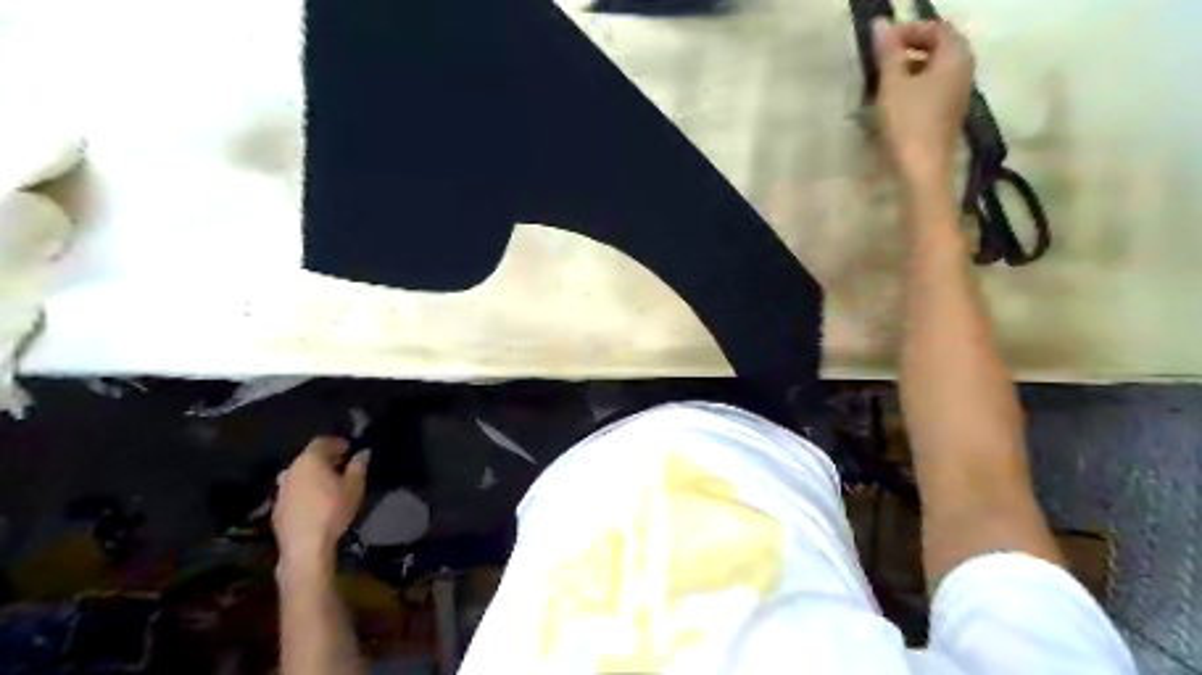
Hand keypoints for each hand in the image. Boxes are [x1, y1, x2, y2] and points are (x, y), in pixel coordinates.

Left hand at [275, 437, 371, 573]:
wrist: (305, 546)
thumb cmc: (333, 510)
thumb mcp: (354, 486)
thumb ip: (359, 466)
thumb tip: (363, 452)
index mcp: (310, 460)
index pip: (323, 441)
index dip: (337, 443)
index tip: (350, 449)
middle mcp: (292, 469)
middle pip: (310, 456)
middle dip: (326, 458)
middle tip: (343, 465)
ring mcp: (281, 488)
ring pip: (300, 473)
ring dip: (314, 474)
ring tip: (330, 484)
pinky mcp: (277, 506)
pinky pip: (294, 489)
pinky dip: (306, 488)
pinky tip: (316, 500)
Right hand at [875, 19, 975, 187]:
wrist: (922, 170)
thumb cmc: (908, 124)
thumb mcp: (892, 85)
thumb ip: (887, 53)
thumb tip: (880, 22)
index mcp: (955, 56)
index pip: (936, 28)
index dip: (908, 30)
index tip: (880, 44)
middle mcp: (963, 70)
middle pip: (937, 47)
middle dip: (908, 49)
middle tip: (879, 60)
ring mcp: (957, 94)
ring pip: (933, 69)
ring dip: (908, 69)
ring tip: (881, 82)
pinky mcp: (947, 113)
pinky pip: (932, 88)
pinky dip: (913, 87)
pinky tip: (892, 103)